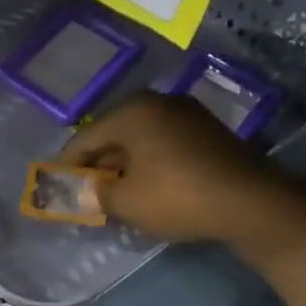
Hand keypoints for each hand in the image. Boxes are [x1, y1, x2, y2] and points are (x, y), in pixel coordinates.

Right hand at [59, 92, 274, 243]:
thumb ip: (92, 194)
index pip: (84, 138)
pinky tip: (144, 191)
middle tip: (82, 196)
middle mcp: (159, 103)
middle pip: (112, 137)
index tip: (54, 189)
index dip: (66, 166)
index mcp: (132, 111)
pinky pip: (163, 147)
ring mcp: (187, 116)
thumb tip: (77, 193)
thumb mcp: (124, 200)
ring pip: (139, 143)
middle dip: (95, 167)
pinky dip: (147, 167)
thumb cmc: (176, 196)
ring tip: (111, 198)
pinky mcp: (207, 134)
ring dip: (122, 168)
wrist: (252, 203)